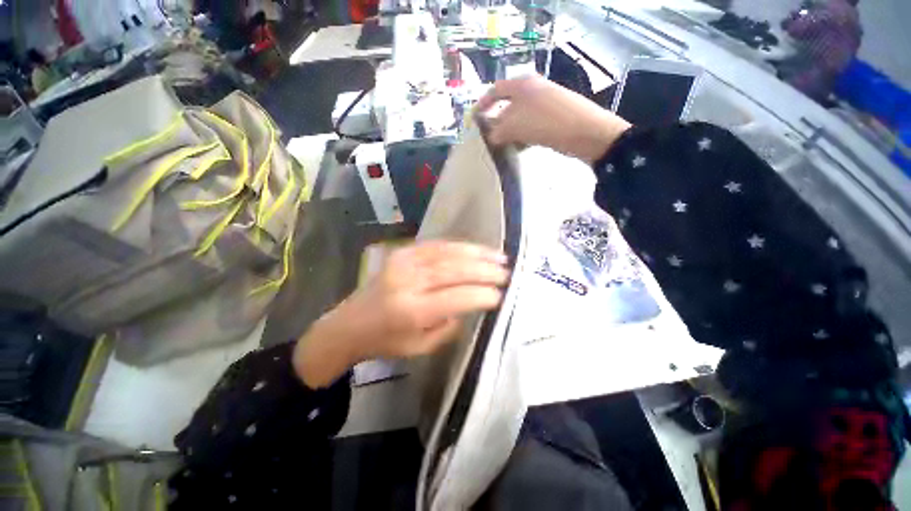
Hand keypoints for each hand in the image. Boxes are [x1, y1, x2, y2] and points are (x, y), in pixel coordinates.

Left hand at [293, 241, 509, 387]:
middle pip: (454, 270)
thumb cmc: (386, 342)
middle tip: (507, 272)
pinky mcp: (402, 253)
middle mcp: (408, 282)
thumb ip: (450, 324)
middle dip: (485, 270)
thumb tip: (472, 302)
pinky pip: (436, 245)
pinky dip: (459, 246)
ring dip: (477, 253)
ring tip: (499, 256)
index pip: (457, 298)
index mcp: (411, 311)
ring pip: (448, 253)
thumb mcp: (421, 347)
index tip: (502, 295)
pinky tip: (474, 248)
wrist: (349, 324)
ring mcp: (403, 262)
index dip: (483, 295)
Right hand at [475, 75, 631, 163]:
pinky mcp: (552, 117)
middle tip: (487, 138)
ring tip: (502, 147)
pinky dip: (522, 136)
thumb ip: (497, 131)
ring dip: (509, 132)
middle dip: (496, 122)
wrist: (585, 132)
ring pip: (519, 117)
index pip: (495, 91)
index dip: (482, 105)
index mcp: (521, 84)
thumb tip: (490, 137)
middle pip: (507, 105)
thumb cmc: (545, 123)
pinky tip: (520, 148)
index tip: (474, 121)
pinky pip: (530, 125)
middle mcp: (532, 89)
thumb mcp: (514, 127)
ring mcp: (544, 103)